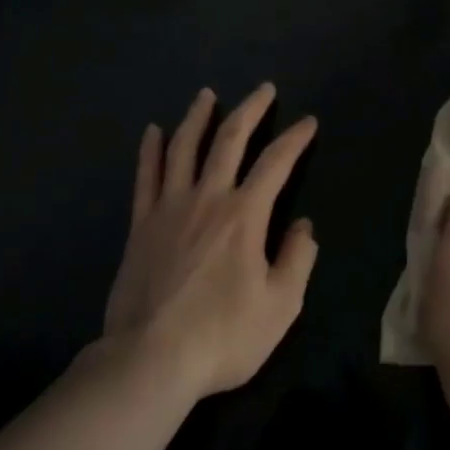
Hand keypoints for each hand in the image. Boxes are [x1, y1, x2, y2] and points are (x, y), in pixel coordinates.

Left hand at [102, 83, 318, 400]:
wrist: (148, 361)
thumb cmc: (221, 336)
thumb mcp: (280, 307)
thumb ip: (298, 260)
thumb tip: (304, 225)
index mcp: (245, 214)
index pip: (276, 162)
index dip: (295, 138)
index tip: (308, 122)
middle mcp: (208, 197)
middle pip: (230, 139)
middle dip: (250, 109)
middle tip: (264, 88)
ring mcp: (170, 207)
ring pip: (184, 147)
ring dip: (198, 116)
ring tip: (206, 95)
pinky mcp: (141, 224)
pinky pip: (146, 177)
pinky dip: (150, 150)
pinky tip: (153, 131)